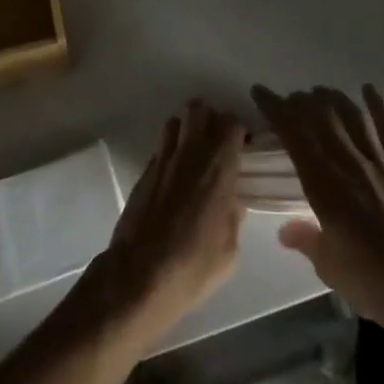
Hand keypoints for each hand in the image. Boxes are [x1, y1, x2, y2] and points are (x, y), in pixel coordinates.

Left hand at [103, 100, 245, 335]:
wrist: (141, 274)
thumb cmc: (193, 265)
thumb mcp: (229, 250)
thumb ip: (234, 217)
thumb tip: (232, 202)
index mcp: (218, 166)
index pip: (231, 123)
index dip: (238, 130)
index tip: (243, 147)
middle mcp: (191, 152)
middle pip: (199, 108)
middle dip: (210, 119)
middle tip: (217, 144)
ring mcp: (164, 158)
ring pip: (176, 121)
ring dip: (187, 130)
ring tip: (193, 154)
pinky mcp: (144, 170)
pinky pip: (161, 147)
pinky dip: (170, 152)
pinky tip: (174, 177)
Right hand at [250, 84, 383, 323]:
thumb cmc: (370, 281)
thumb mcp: (328, 266)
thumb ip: (305, 239)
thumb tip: (284, 230)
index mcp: (323, 183)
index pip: (293, 133)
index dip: (275, 108)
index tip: (261, 93)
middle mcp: (347, 161)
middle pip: (320, 116)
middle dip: (301, 101)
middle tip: (291, 101)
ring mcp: (379, 160)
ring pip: (350, 115)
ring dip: (332, 99)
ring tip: (320, 94)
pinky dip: (377, 106)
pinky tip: (367, 90)